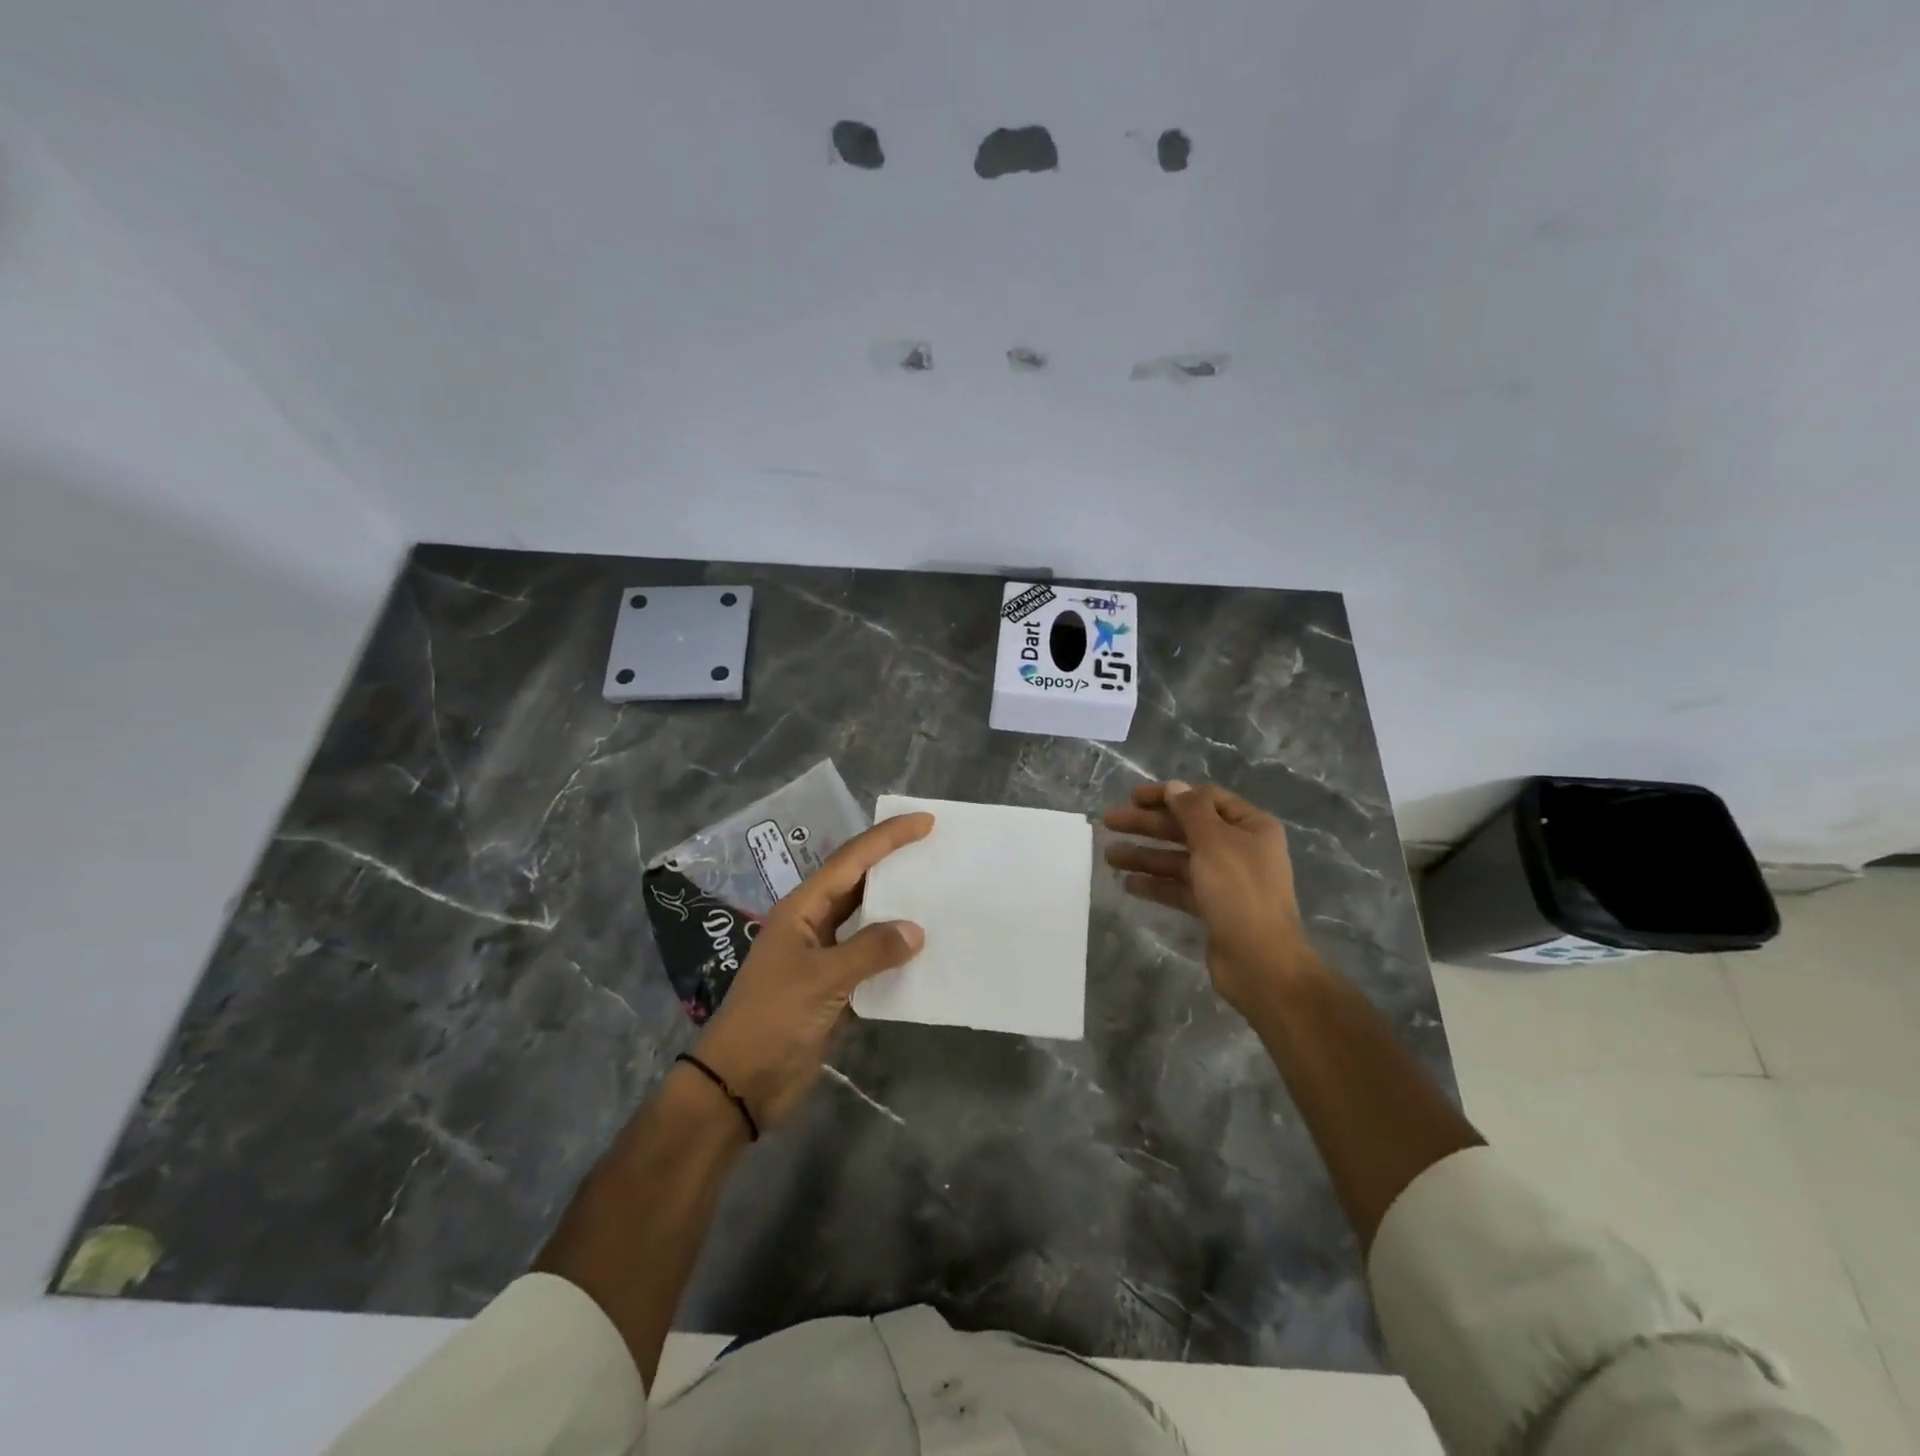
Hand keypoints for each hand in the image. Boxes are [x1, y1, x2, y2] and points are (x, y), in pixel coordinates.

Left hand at [691, 812, 932, 1128]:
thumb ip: (870, 951)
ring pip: (867, 921)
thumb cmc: (772, 1019)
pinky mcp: (834, 989)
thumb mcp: (821, 979)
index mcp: (802, 909)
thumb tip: (916, 930)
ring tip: (938, 894)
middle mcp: (814, 925)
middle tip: (936, 850)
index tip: (924, 822)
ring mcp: (823, 957)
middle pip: (859, 884)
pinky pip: (871, 959)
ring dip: (898, 909)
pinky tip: (924, 952)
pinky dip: (895, 954)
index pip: (851, 861)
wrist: (740, 1084)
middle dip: (894, 864)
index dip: (887, 838)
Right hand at [1104, 781, 1314, 1016]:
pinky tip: (1129, 884)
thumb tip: (1174, 787)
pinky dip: (1156, 884)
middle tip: (1109, 822)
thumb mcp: (1213, 841)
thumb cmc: (1239, 891)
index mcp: (1250, 826)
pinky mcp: (1214, 908)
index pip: (1205, 798)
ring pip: (1179, 859)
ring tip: (1109, 856)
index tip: (1133, 798)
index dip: (1168, 795)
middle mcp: (1240, 849)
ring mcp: (1227, 880)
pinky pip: (1180, 887)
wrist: (1261, 962)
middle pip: (1187, 828)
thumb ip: (1191, 811)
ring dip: (1145, 855)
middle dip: (1148, 825)